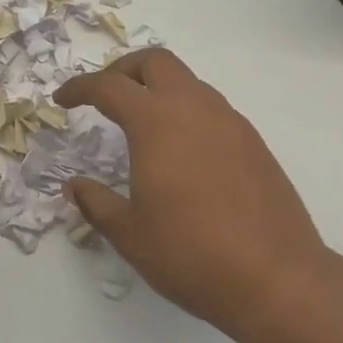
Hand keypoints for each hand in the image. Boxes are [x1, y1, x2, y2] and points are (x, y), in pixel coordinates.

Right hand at [55, 49, 333, 342]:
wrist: (279, 281)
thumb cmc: (192, 255)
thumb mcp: (131, 234)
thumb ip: (97, 202)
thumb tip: (75, 186)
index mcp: (157, 122)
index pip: (109, 87)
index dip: (80, 87)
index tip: (63, 99)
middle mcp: (194, 108)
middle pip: (155, 62)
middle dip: (124, 70)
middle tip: (106, 96)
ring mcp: (230, 122)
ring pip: (187, 81)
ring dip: (159, 89)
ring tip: (142, 123)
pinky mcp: (254, 142)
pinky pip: (211, 108)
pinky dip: (186, 111)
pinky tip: (182, 150)